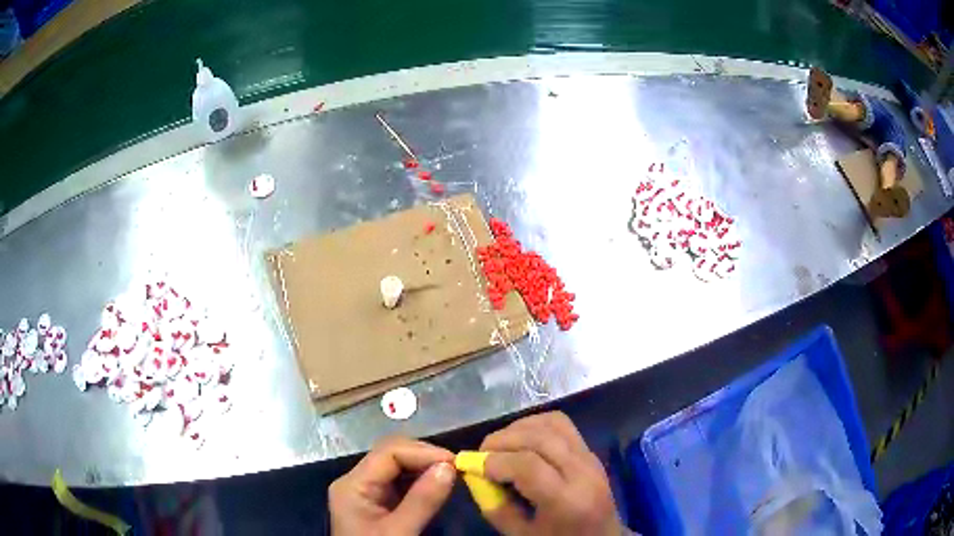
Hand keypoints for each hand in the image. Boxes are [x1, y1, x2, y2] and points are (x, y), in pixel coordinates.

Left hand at [329, 437, 455, 535]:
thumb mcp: (400, 532)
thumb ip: (422, 501)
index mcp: (353, 485)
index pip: (388, 452)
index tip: (456, 463)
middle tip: (457, 468)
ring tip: (452, 474)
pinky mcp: (377, 502)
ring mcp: (366, 491)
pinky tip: (437, 485)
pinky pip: (400, 481)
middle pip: (391, 454)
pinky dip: (420, 479)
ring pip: (396, 465)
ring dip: (425, 466)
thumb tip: (450, 466)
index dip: (423, 453)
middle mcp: (356, 481)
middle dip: (425, 456)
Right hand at [478, 412, 622, 535]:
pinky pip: (562, 425)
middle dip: (503, 439)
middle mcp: (583, 472)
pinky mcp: (590, 451)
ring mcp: (591, 457)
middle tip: (481, 452)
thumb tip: (474, 475)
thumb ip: (495, 506)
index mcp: (568, 501)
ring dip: (519, 428)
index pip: (529, 466)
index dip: (495, 461)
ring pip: (553, 423)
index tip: (471, 465)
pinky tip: (521, 439)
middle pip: (540, 438)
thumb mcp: (521, 535)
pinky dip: (536, 425)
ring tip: (499, 445)